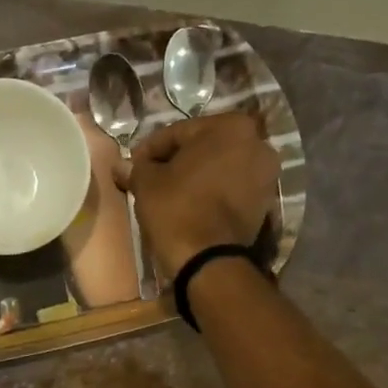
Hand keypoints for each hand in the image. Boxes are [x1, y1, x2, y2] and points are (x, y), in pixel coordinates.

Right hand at [122, 113, 280, 275]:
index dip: (150, 149)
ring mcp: (266, 175)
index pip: (179, 132)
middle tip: (150, 177)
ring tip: (168, 193)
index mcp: (231, 126)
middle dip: (176, 161)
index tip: (133, 165)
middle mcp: (257, 144)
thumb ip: (137, 168)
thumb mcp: (147, 184)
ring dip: (195, 177)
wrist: (209, 260)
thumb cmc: (178, 209)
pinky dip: (211, 193)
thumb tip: (121, 166)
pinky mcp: (264, 203)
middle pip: (203, 148)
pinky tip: (190, 205)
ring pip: (218, 169)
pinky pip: (230, 189)